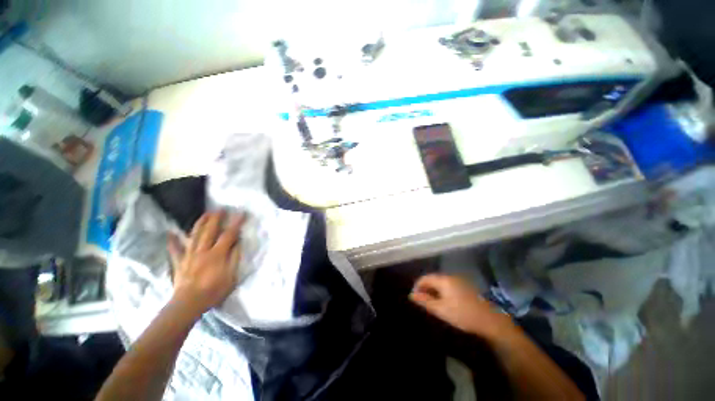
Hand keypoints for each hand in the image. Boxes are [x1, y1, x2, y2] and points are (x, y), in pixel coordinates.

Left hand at [167, 211, 244, 315]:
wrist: (189, 304)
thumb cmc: (214, 291)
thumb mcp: (231, 276)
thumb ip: (234, 258)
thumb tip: (238, 243)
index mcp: (217, 254)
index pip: (229, 235)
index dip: (236, 223)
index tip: (242, 213)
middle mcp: (202, 251)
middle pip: (209, 231)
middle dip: (216, 218)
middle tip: (220, 209)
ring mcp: (189, 255)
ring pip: (194, 235)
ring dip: (200, 223)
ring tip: (205, 214)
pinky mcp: (180, 262)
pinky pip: (175, 250)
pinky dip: (173, 241)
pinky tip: (171, 233)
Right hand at [410, 274, 516, 339]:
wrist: (490, 321)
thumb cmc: (462, 315)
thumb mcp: (440, 310)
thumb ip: (425, 301)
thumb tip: (412, 295)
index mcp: (443, 280)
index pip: (424, 278)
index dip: (417, 286)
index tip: (414, 298)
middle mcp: (450, 277)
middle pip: (433, 279)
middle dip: (425, 289)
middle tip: (423, 302)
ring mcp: (460, 281)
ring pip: (441, 283)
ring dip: (434, 291)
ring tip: (432, 303)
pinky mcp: (466, 287)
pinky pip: (449, 286)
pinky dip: (443, 292)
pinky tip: (445, 302)